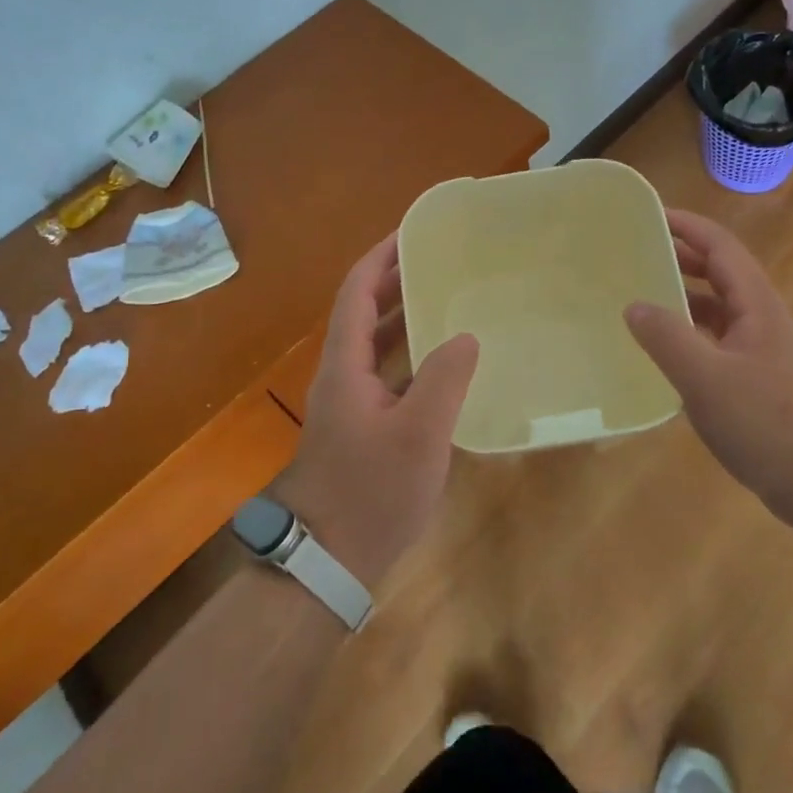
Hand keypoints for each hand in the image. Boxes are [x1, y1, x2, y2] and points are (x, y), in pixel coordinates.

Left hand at [275, 234, 479, 590]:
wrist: (328, 561)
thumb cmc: (370, 492)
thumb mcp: (419, 435)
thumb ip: (444, 380)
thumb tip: (465, 335)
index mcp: (345, 365)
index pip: (357, 291)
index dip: (381, 256)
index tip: (413, 230)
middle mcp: (342, 374)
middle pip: (364, 311)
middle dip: (396, 279)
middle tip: (440, 259)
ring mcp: (350, 402)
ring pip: (375, 343)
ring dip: (404, 315)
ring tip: (447, 296)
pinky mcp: (362, 426)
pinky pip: (388, 372)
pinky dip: (411, 354)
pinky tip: (444, 361)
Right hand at [625, 209, 792, 513]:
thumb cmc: (770, 424)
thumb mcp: (706, 380)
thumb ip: (667, 338)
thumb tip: (633, 305)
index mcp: (757, 305)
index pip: (720, 246)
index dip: (686, 225)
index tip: (648, 214)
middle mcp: (763, 319)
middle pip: (720, 273)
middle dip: (681, 256)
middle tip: (635, 254)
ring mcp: (764, 352)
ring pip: (719, 309)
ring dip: (684, 297)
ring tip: (641, 297)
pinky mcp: (761, 382)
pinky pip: (719, 342)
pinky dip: (691, 335)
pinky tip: (667, 353)